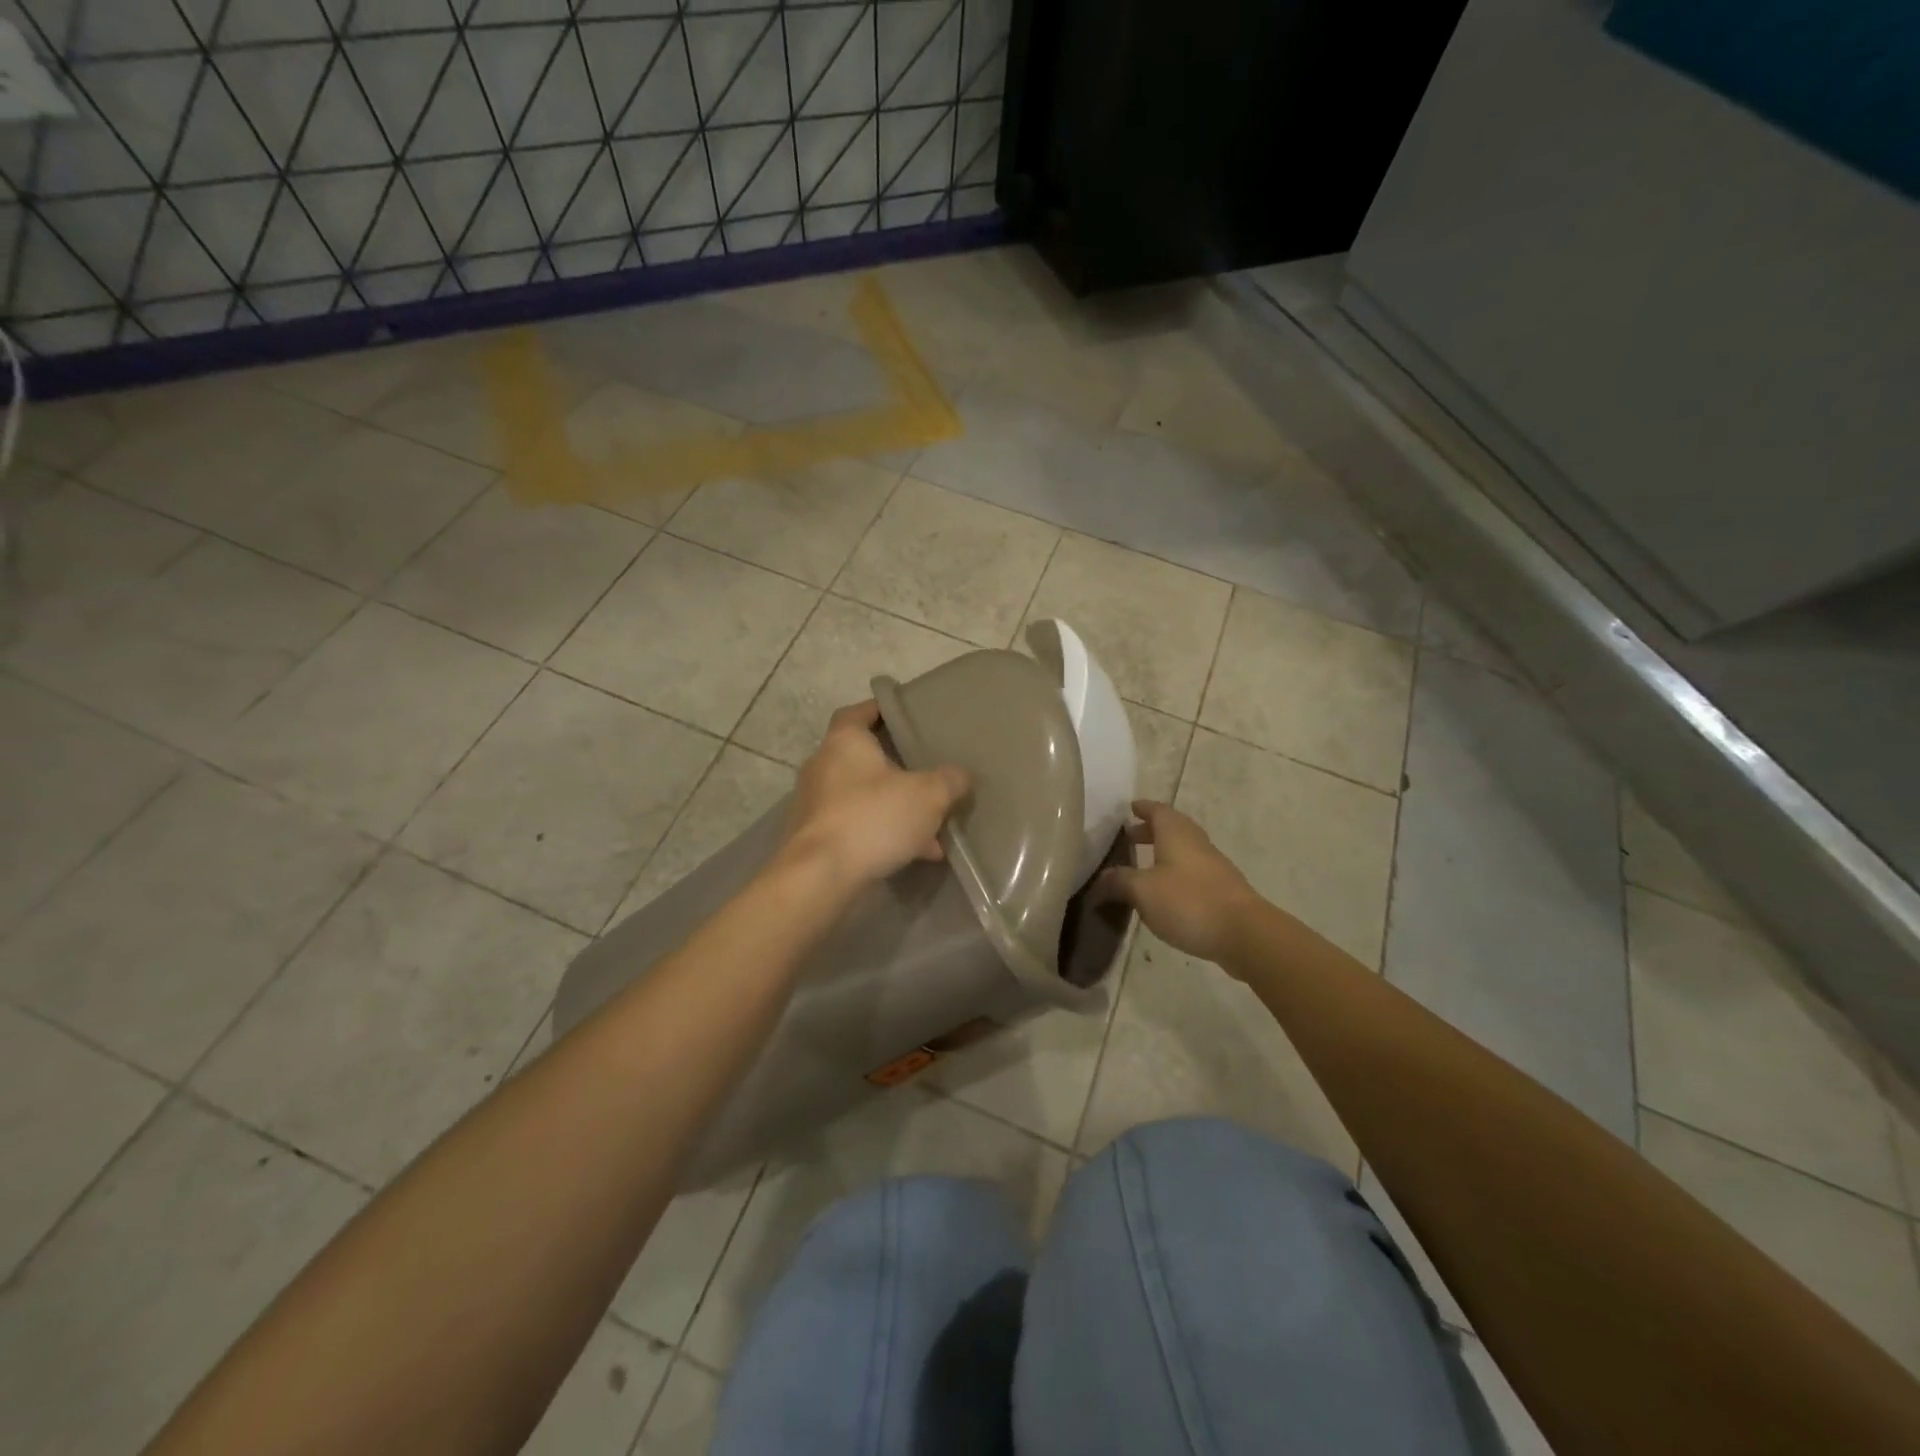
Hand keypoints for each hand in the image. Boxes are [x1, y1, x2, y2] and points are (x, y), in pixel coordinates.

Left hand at [781, 700, 970, 892]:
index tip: (905, 714)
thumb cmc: (873, 818)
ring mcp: (816, 804)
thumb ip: (948, 781)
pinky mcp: (816, 838)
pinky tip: (917, 854)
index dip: (882, 710)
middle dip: (898, 768)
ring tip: (933, 826)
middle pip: (864, 757)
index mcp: (844, 742)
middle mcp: (824, 766)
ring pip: (864, 797)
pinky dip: (884, 834)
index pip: (859, 712)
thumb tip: (959, 776)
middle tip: (928, 774)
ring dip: (896, 808)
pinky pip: (857, 826)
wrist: (821, 877)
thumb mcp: (928, 796)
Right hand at [1099, 800, 1261, 968]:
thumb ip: (1118, 881)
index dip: (1143, 808)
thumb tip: (1100, 880)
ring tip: (1143, 867)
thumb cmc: (1188, 902)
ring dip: (1164, 853)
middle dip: (1151, 831)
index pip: (1158, 811)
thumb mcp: (1142, 891)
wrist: (1245, 933)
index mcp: (1176, 834)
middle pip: (1173, 828)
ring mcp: (1214, 867)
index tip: (1130, 808)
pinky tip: (1166, 893)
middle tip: (1130, 838)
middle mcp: (1197, 843)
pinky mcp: (1223, 891)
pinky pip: (1194, 872)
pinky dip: (1176, 873)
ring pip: (1185, 851)